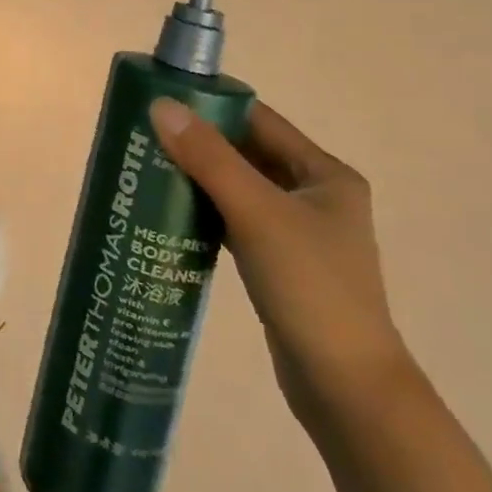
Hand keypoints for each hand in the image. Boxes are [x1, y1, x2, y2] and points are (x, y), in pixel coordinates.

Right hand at [149, 98, 412, 422]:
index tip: (161, 102)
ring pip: (238, 188)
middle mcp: (315, 195)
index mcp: (324, 174)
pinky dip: (206, 211)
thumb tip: (161, 106)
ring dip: (198, 177)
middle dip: (198, 143)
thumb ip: (209, 158)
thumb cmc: (310, 287)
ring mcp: (298, 232)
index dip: (211, 107)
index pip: (259, 120)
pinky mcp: (280, 262)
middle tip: (144, 135)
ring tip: (147, 167)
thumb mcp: (257, 214)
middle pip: (246, 153)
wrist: (347, 390)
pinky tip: (170, 211)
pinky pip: (235, 220)